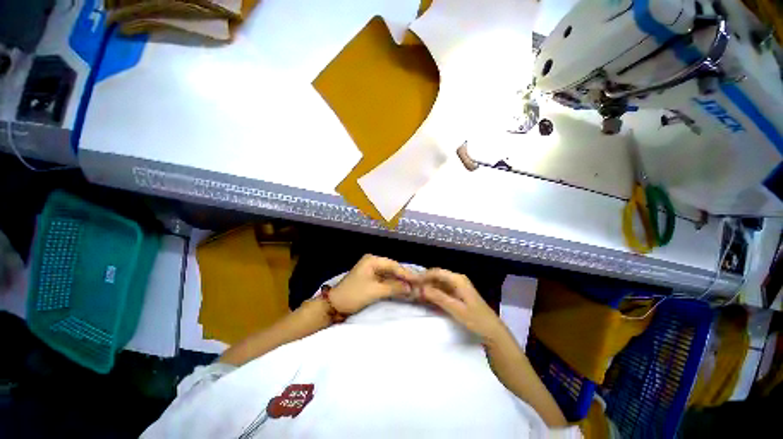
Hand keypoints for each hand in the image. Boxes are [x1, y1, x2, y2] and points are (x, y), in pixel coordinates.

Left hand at [328, 255, 418, 314]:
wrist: (334, 305)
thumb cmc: (354, 295)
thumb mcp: (375, 291)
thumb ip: (394, 287)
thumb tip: (411, 288)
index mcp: (372, 260)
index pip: (394, 265)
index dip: (406, 273)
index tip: (419, 281)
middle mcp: (372, 262)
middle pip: (392, 269)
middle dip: (404, 278)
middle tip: (418, 285)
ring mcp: (371, 270)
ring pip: (390, 275)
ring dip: (399, 282)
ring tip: (413, 288)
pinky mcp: (370, 279)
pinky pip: (385, 280)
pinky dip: (393, 285)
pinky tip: (402, 290)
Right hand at [421, 268, 506, 341]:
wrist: (492, 331)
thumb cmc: (476, 319)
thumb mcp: (456, 309)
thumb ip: (439, 297)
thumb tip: (422, 288)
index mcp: (458, 279)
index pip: (436, 272)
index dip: (424, 276)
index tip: (412, 283)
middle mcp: (457, 279)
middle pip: (437, 276)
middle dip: (425, 281)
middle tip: (413, 289)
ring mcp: (458, 286)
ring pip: (439, 282)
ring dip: (429, 287)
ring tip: (417, 294)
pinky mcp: (458, 293)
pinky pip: (443, 289)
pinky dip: (435, 292)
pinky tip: (428, 298)